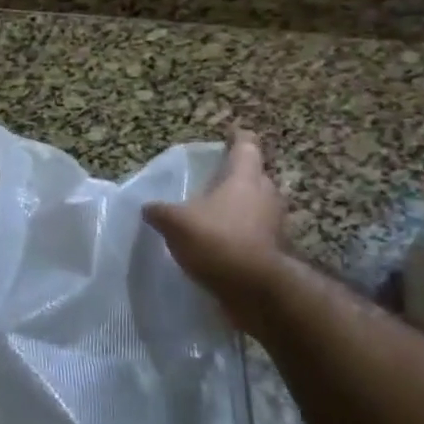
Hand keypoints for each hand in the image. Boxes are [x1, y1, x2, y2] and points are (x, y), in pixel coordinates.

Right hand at [144, 129, 289, 310]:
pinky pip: (257, 234)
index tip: (231, 133)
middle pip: (256, 176)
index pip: (246, 147)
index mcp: (245, 178)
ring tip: (216, 213)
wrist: (255, 290)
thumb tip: (147, 207)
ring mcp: (275, 225)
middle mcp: (266, 195)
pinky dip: (243, 234)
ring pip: (258, 206)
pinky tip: (222, 243)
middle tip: (217, 179)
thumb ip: (160, 211)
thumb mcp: (175, 222)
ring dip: (242, 207)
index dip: (238, 138)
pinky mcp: (275, 252)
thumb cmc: (217, 241)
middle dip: (239, 176)